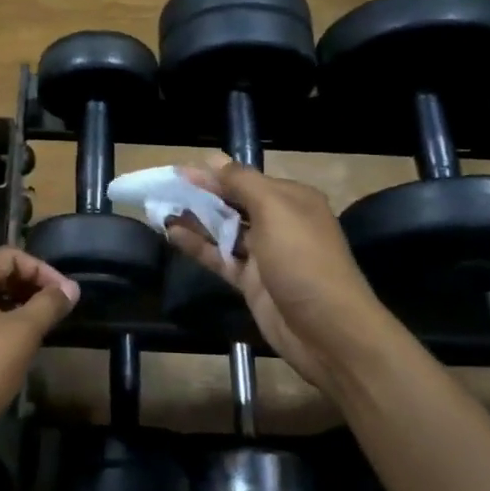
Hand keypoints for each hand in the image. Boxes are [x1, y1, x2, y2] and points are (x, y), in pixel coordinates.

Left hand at [0, 247, 78, 474]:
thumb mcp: (21, 333)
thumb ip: (48, 305)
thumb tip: (71, 288)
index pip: (10, 255)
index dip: (42, 269)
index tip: (67, 294)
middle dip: (32, 288)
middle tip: (60, 311)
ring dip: (21, 311)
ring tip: (47, 330)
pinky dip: (6, 332)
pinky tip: (23, 353)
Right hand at [165, 156, 395, 391]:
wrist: (328, 331)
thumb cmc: (303, 260)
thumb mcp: (274, 211)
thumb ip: (241, 183)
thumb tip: (213, 159)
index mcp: (291, 199)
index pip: (245, 179)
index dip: (213, 174)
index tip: (179, 172)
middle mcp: (279, 222)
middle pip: (233, 203)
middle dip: (201, 195)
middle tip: (164, 189)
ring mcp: (264, 254)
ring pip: (224, 230)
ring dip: (195, 220)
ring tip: (161, 209)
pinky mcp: (252, 282)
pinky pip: (220, 257)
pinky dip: (198, 246)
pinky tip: (172, 234)